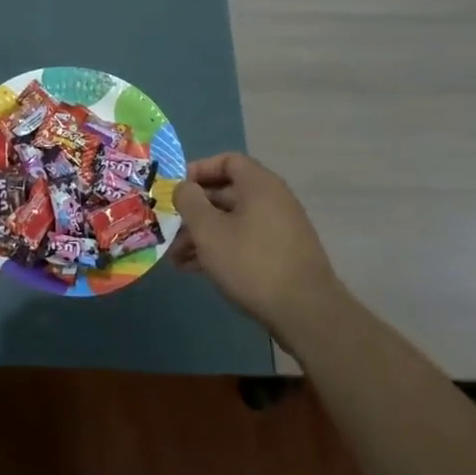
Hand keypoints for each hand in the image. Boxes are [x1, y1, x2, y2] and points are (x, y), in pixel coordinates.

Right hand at [172, 153, 345, 340]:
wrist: (306, 313)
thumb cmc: (251, 262)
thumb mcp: (209, 230)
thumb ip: (190, 202)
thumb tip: (184, 187)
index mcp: (259, 185)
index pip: (227, 161)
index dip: (199, 170)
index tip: (177, 188)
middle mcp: (272, 200)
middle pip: (226, 194)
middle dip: (194, 211)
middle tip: (169, 227)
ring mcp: (279, 229)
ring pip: (232, 221)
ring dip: (203, 234)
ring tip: (175, 257)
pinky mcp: (281, 256)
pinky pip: (244, 241)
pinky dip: (220, 249)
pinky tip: (195, 269)